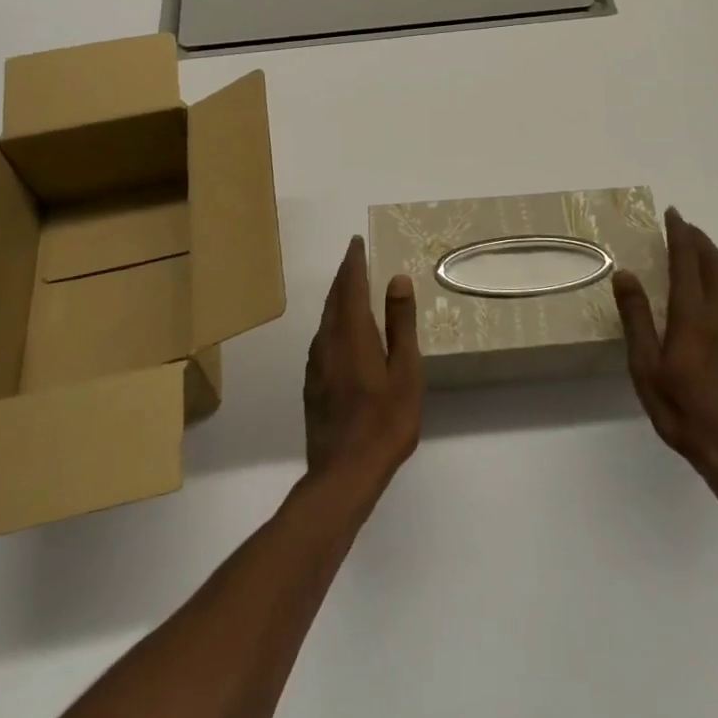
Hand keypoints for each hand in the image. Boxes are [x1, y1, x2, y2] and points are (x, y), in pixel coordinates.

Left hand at [303, 237, 422, 490]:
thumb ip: (400, 323)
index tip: (356, 242)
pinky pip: (323, 338)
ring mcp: (316, 365)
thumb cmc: (384, 421)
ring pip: (326, 319)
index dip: (353, 262)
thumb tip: (396, 278)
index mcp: (351, 333)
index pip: (349, 285)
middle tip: (355, 259)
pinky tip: (344, 334)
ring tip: (352, 290)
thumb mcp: (405, 370)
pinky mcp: (313, 385)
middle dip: (344, 276)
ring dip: (338, 299)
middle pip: (334, 299)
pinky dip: (334, 322)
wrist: (343, 475)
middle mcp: (327, 341)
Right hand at [613, 209, 717, 486]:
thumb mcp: (646, 369)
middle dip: (699, 240)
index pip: (687, 261)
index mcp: (693, 315)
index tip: (672, 213)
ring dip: (717, 256)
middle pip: (715, 262)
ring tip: (702, 252)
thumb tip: (626, 274)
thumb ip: (637, 319)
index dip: (680, 234)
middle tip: (684, 227)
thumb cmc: (685, 411)